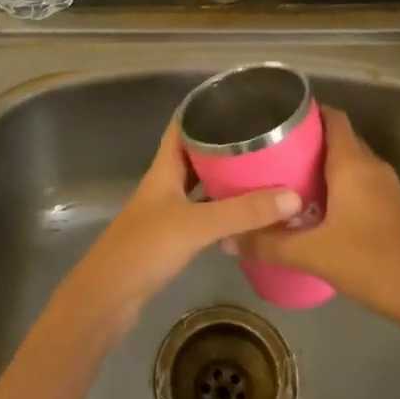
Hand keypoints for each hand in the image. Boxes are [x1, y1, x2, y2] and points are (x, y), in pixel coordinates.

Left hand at [50, 116, 301, 343]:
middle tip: (261, 137)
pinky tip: (245, 213)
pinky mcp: (171, 238)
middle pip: (194, 155)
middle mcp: (165, 184)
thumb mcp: (197, 225)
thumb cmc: (145, 248)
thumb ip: (242, 212)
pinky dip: (222, 210)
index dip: (203, 110)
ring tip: (261, 169)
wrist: (107, 298)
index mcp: (164, 169)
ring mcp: (166, 212)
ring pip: (200, 185)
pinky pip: (202, 213)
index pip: (182, 127)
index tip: (235, 99)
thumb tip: (292, 196)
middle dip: (223, 145)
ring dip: (224, 178)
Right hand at [235, 108, 399, 317]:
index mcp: (353, 163)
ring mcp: (388, 188)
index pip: (333, 117)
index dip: (308, 112)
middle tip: (273, 154)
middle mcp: (372, 166)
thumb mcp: (313, 254)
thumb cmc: (372, 262)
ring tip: (289, 181)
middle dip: (309, 142)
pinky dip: (340, 188)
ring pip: (351, 164)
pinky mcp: (395, 209)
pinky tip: (319, 211)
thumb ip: (269, 244)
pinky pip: (362, 184)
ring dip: (324, 167)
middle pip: (339, 139)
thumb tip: (227, 239)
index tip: (278, 120)